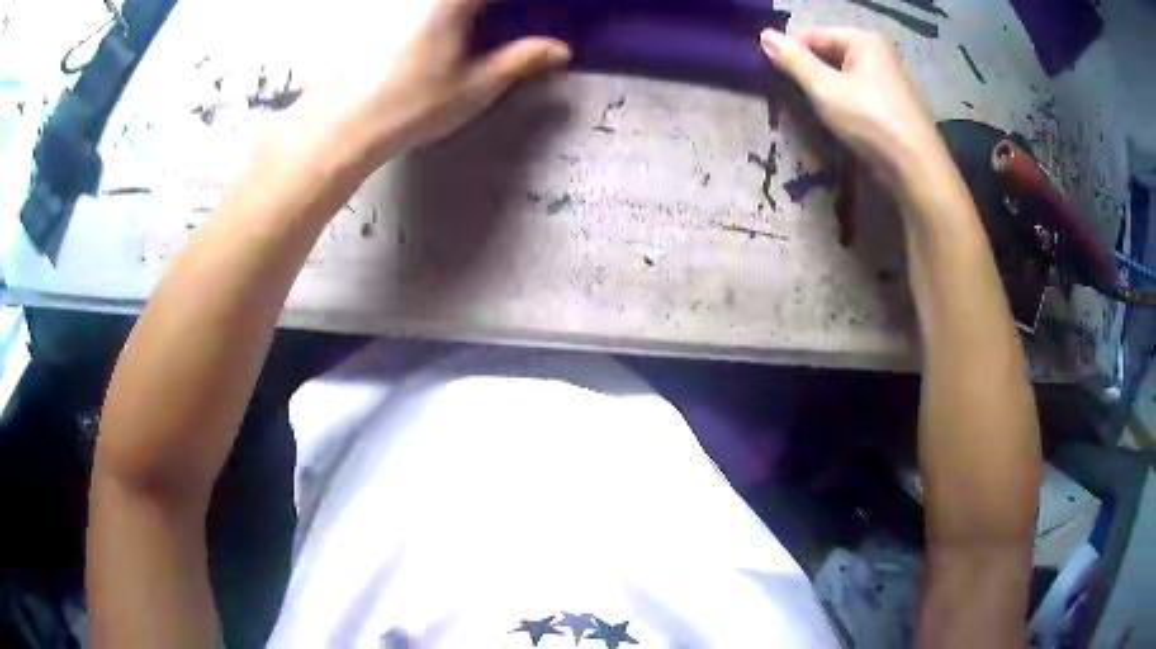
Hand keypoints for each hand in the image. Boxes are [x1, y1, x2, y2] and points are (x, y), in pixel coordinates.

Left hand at [276, 0, 570, 173]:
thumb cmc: (413, 104)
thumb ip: (522, 59)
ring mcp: (406, 3)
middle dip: (508, 8)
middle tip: (523, 18)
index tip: (550, 12)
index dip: (531, 3)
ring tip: (501, 25)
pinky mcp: (389, 14)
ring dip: (482, 13)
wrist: (344, 125)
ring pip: (457, 3)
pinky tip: (468, 28)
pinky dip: (463, 13)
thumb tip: (561, 49)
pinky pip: (436, 6)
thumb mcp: (477, 85)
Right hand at [759, 27, 942, 188]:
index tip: (772, 76)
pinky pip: (854, 94)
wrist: (917, 170)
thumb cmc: (871, 122)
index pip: (811, 34)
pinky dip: (840, 103)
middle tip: (788, 95)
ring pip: (840, 76)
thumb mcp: (824, 88)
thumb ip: (793, 60)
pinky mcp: (890, 106)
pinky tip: (834, 120)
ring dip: (821, 90)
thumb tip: (764, 35)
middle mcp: (876, 53)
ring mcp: (886, 80)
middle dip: (806, 72)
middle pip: (826, 53)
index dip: (789, 52)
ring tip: (809, 110)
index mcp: (862, 40)